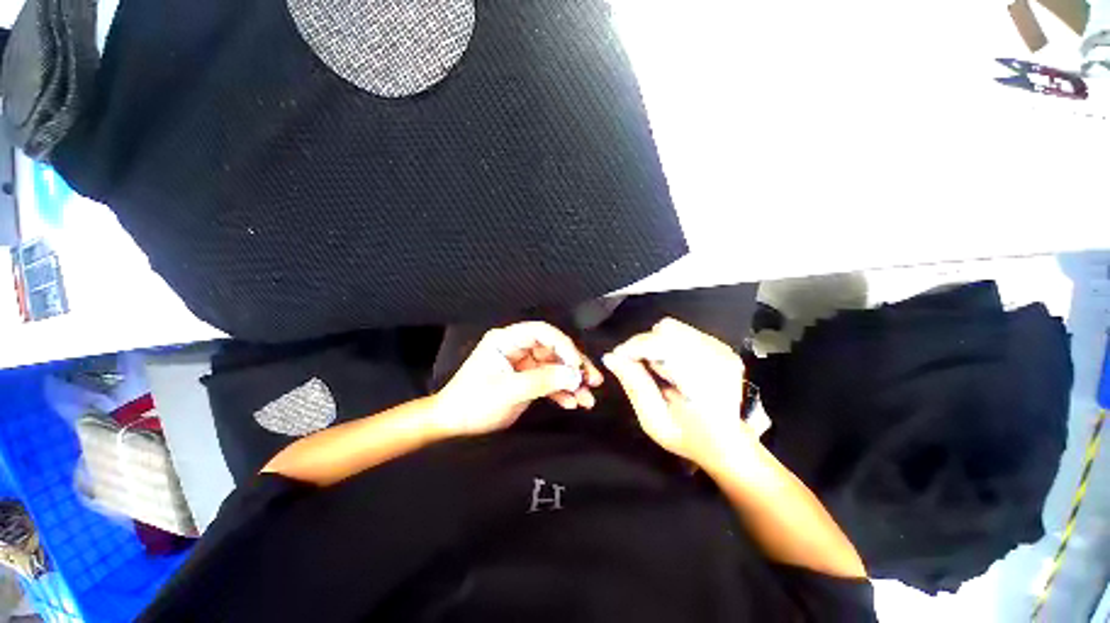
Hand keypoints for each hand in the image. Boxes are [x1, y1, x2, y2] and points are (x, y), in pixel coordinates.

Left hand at [432, 322, 602, 436]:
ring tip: (587, 399)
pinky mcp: (526, 380)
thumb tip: (575, 375)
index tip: (577, 364)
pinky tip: (571, 403)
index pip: (542, 332)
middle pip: (553, 350)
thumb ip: (542, 381)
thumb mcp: (508, 391)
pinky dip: (561, 392)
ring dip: (571, 382)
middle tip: (594, 380)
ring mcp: (523, 364)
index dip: (563, 345)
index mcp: (507, 340)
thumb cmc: (474, 403)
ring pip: (554, 367)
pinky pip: (548, 381)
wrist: (454, 424)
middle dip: (574, 366)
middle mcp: (517, 348)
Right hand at [602, 318, 755, 471]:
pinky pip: (681, 332)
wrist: (731, 443)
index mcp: (704, 383)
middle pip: (666, 331)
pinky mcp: (720, 345)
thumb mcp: (655, 422)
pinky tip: (670, 366)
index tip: (617, 358)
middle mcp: (717, 359)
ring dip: (655, 344)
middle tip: (636, 368)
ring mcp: (722, 350)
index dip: (634, 347)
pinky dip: (666, 344)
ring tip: (656, 370)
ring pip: (672, 328)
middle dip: (643, 345)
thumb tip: (611, 358)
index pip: (663, 345)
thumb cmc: (691, 438)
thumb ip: (634, 386)